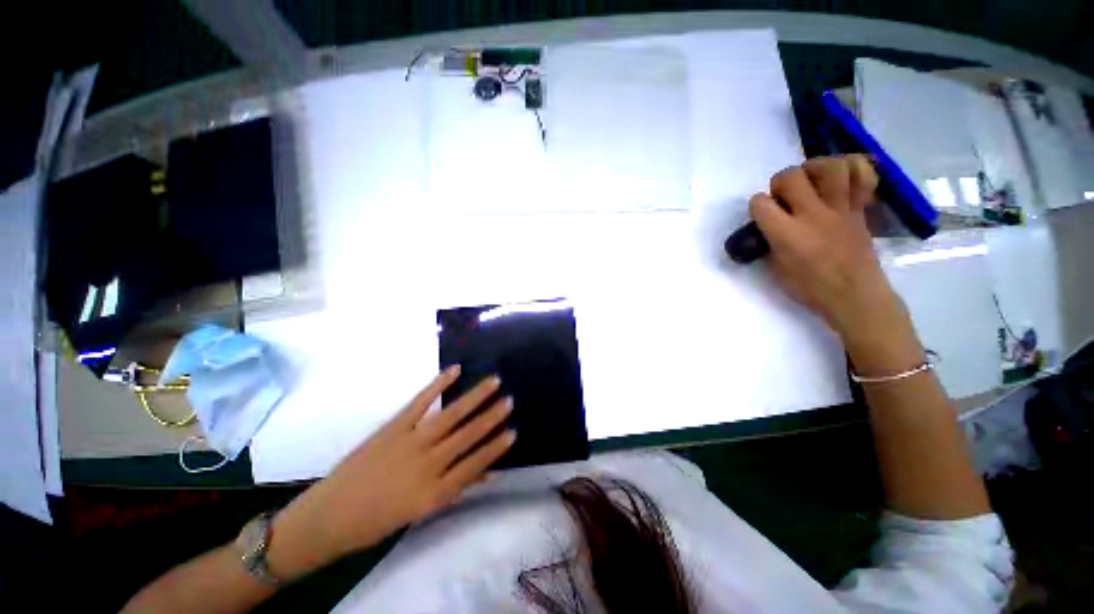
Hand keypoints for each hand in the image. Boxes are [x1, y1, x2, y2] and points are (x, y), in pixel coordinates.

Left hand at [268, 366, 514, 578]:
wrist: (328, 516)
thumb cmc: (377, 520)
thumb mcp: (421, 512)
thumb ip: (456, 489)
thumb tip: (489, 474)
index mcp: (434, 492)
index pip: (474, 465)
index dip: (496, 447)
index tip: (514, 431)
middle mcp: (427, 464)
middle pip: (467, 436)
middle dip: (491, 417)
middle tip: (510, 400)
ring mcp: (410, 442)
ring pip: (450, 415)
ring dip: (474, 397)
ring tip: (493, 382)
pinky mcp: (393, 426)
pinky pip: (420, 402)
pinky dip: (438, 384)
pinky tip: (454, 370)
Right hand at [749, 155, 913, 354]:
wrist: (855, 295)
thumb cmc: (810, 288)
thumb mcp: (775, 269)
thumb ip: (769, 242)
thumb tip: (767, 228)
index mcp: (787, 234)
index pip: (759, 203)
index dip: (756, 206)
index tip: (760, 215)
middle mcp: (813, 214)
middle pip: (790, 176)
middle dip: (780, 183)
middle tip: (784, 197)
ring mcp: (840, 208)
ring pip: (830, 167)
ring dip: (815, 168)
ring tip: (811, 179)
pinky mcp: (859, 208)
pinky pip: (863, 175)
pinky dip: (854, 168)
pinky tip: (841, 176)